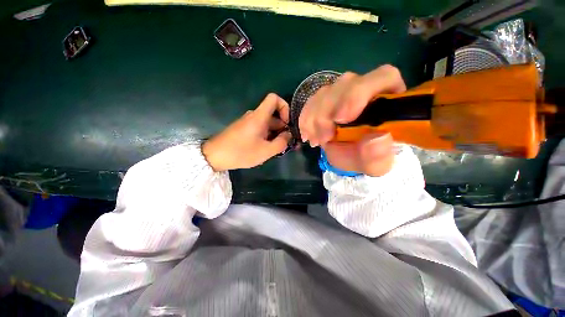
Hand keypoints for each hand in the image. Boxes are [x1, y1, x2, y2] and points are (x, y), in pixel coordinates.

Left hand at [202, 93, 291, 171]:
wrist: (214, 156)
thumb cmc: (241, 152)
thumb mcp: (265, 151)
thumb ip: (281, 142)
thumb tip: (289, 135)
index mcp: (259, 116)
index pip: (274, 98)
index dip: (285, 107)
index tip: (287, 123)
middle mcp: (254, 116)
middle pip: (274, 115)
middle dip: (283, 128)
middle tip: (287, 144)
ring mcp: (249, 123)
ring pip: (268, 124)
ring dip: (275, 135)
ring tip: (278, 149)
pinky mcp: (245, 129)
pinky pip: (261, 129)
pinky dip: (267, 137)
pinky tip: (267, 149)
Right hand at [298, 65, 406, 175]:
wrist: (351, 156)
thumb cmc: (367, 159)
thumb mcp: (375, 166)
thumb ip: (378, 157)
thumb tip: (377, 139)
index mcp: (388, 101)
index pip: (383, 77)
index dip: (358, 93)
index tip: (340, 119)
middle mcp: (366, 90)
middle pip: (345, 85)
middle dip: (327, 113)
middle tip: (323, 139)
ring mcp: (344, 93)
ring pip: (325, 92)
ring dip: (314, 118)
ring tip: (315, 141)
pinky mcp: (328, 100)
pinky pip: (312, 101)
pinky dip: (306, 118)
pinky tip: (306, 133)